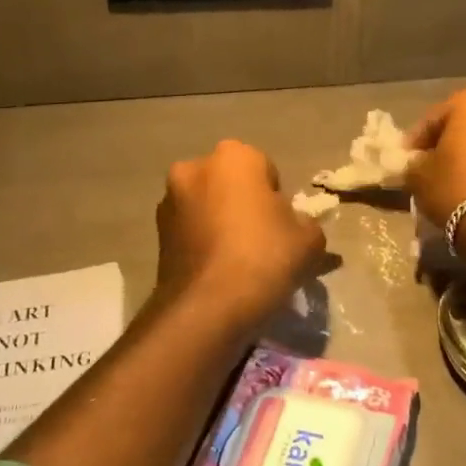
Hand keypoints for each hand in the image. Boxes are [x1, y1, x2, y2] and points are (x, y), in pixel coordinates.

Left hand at [154, 139, 326, 336]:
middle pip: (231, 184)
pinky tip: (218, 271)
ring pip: (207, 206)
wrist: (208, 308)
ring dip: (220, 223)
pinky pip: (190, 230)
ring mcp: (169, 201)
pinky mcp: (156, 234)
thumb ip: (308, 225)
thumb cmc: (264, 258)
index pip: (265, 168)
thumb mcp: (309, 241)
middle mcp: (194, 168)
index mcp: (234, 157)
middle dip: (244, 204)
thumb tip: (299, 228)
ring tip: (239, 260)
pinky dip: (203, 243)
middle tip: (262, 240)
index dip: (277, 197)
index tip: (283, 225)